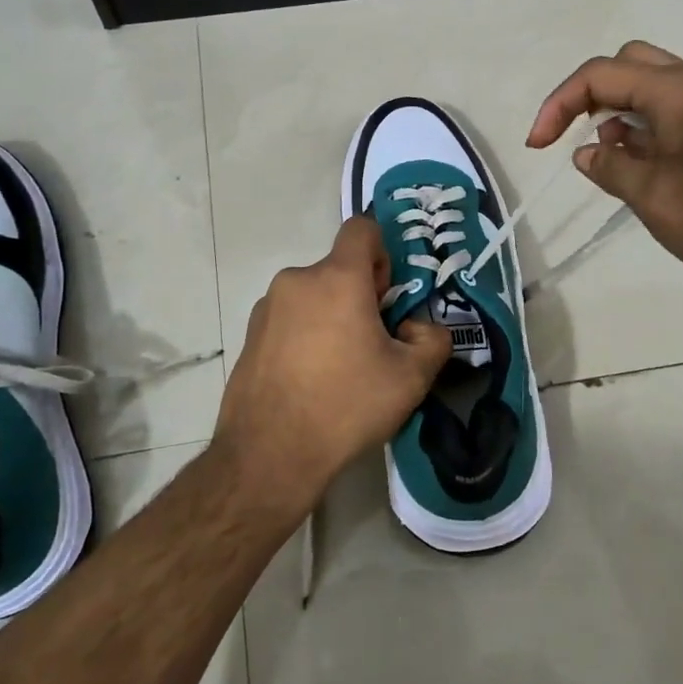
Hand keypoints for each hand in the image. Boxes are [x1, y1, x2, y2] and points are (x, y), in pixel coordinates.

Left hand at [214, 216, 451, 511]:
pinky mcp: (249, 336)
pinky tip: (310, 382)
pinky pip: (289, 320)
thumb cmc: (346, 405)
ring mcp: (267, 308)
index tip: (388, 295)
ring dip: (332, 317)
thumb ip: (433, 339)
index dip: (382, 252)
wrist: (270, 454)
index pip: (362, 228)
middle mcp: (296, 281)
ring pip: (313, 297)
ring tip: (341, 370)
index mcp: (336, 278)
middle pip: (338, 269)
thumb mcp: (412, 377)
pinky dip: (305, 336)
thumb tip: (415, 328)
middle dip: (361, 296)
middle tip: (373, 344)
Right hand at [527, 41, 682, 296]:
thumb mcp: (657, 199)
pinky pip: (668, 114)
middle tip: (570, 137)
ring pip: (649, 88)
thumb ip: (612, 169)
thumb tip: (585, 153)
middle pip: (627, 64)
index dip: (560, 103)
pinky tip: (636, 169)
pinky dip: (640, 131)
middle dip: (588, 95)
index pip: (602, 74)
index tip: (538, 147)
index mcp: (681, 94)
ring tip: (605, 162)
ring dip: (615, 113)